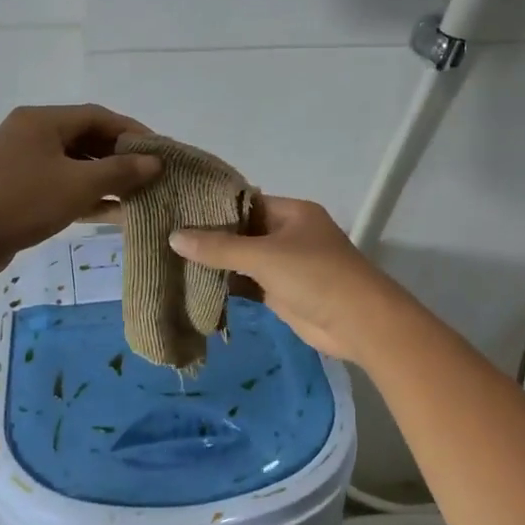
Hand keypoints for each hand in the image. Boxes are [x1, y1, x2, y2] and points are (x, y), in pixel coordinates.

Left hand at [0, 105, 160, 281]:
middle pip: (87, 139)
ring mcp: (25, 164)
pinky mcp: (21, 191)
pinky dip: (87, 197)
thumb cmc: (21, 202)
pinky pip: (62, 186)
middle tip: (154, 176)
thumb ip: (119, 172)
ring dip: (107, 180)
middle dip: (121, 158)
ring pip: (76, 166)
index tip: (161, 151)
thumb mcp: (77, 185)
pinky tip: (114, 213)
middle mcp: (33, 135)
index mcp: (43, 121)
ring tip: (141, 196)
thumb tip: (155, 162)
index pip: (99, 116)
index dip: (133, 132)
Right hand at [169, 195, 398, 362]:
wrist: (358, 323)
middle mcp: (289, 235)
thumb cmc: (315, 276)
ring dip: (217, 264)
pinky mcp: (283, 294)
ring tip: (172, 260)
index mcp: (292, 213)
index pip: (247, 201)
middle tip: (167, 236)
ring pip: (244, 260)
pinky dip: (227, 287)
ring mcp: (287, 266)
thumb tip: (174, 236)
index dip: (214, 206)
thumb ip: (219, 248)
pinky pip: (249, 285)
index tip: (178, 209)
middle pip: (243, 231)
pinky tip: (195, 287)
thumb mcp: (264, 256)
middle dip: (211, 237)